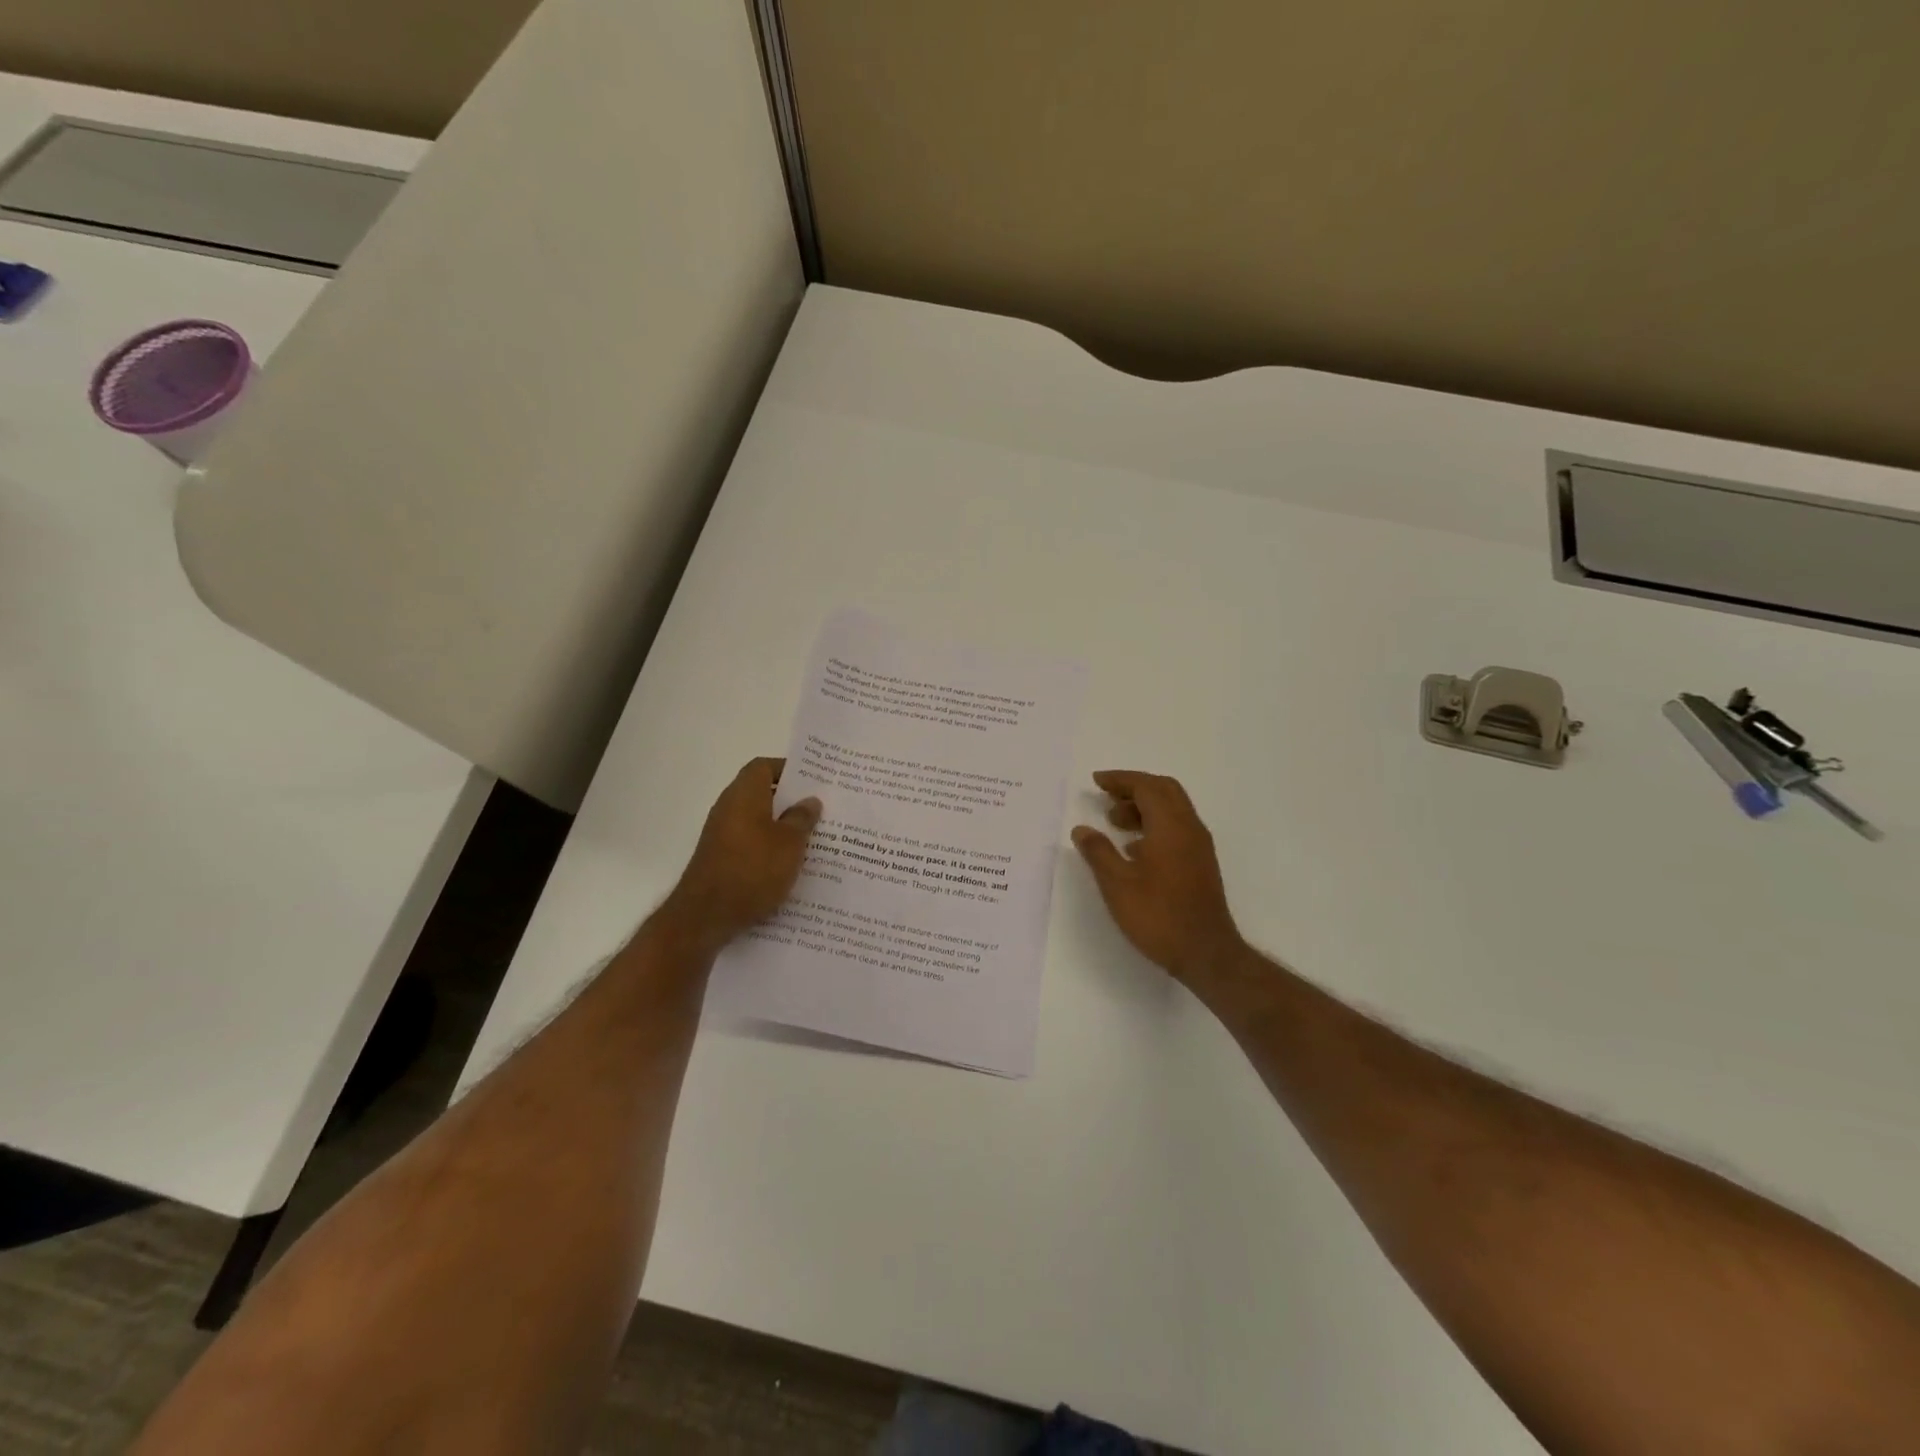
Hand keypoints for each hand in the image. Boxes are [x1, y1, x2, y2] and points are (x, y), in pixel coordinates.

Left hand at [662, 758, 820, 948]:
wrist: (706, 916)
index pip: (764, 766)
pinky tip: (790, 865)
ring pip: (757, 820)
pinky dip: (769, 847)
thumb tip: (809, 801)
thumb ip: (802, 819)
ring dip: (782, 827)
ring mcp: (721, 835)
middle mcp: (729, 808)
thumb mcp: (790, 843)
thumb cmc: (753, 870)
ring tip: (812, 839)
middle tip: (821, 810)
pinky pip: (750, 843)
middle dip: (790, 801)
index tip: (814, 781)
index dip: (788, 769)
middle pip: (762, 793)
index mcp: (744, 794)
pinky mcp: (720, 859)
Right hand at [1072, 770, 1246, 985]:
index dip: (1120, 780)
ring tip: (1114, 822)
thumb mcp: (1117, 884)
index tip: (1096, 781)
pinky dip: (1154, 825)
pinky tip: (1134, 848)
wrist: (1206, 953)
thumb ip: (1098, 852)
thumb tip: (1082, 829)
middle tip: (1106, 796)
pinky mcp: (1201, 864)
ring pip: (1172, 809)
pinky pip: (1177, 828)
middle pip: (1164, 791)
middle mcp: (1190, 828)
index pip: (1146, 787)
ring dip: (1144, 807)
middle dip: (1134, 788)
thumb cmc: (1158, 915)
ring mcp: (1199, 847)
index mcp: (1171, 826)